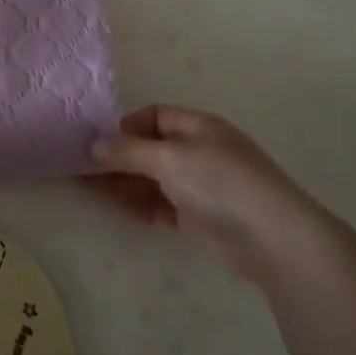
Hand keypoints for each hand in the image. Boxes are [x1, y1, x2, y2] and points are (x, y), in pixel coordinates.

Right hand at [82, 104, 316, 282]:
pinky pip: (164, 205)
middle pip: (150, 149)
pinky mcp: (204, 217)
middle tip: (82, 170)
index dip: (126, 126)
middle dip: (118, 158)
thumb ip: (128, 151)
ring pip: (154, 179)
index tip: (101, 144)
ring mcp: (203, 185)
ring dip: (124, 183)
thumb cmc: (220, 183)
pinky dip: (142, 205)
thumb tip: (95, 146)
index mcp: (197, 126)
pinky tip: (119, 210)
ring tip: (88, 190)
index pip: (154, 116)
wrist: (274, 239)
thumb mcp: (169, 158)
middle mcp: (200, 150)